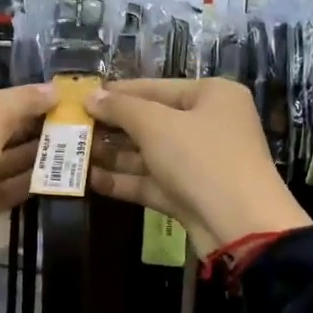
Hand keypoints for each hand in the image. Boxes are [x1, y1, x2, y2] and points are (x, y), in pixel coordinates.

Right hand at [86, 79, 310, 256]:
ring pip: (148, 154)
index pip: (155, 87)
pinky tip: (89, 180)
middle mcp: (207, 125)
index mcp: (211, 96)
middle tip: (72, 128)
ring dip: (112, 155)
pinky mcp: (188, 194)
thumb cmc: (201, 159)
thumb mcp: (156, 125)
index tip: (80, 97)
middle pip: (150, 121)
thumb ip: (121, 108)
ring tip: (73, 153)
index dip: (117, 92)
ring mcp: (198, 162)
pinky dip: (123, 180)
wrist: (240, 226)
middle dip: (111, 127)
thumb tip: (91, 96)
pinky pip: (150, 181)